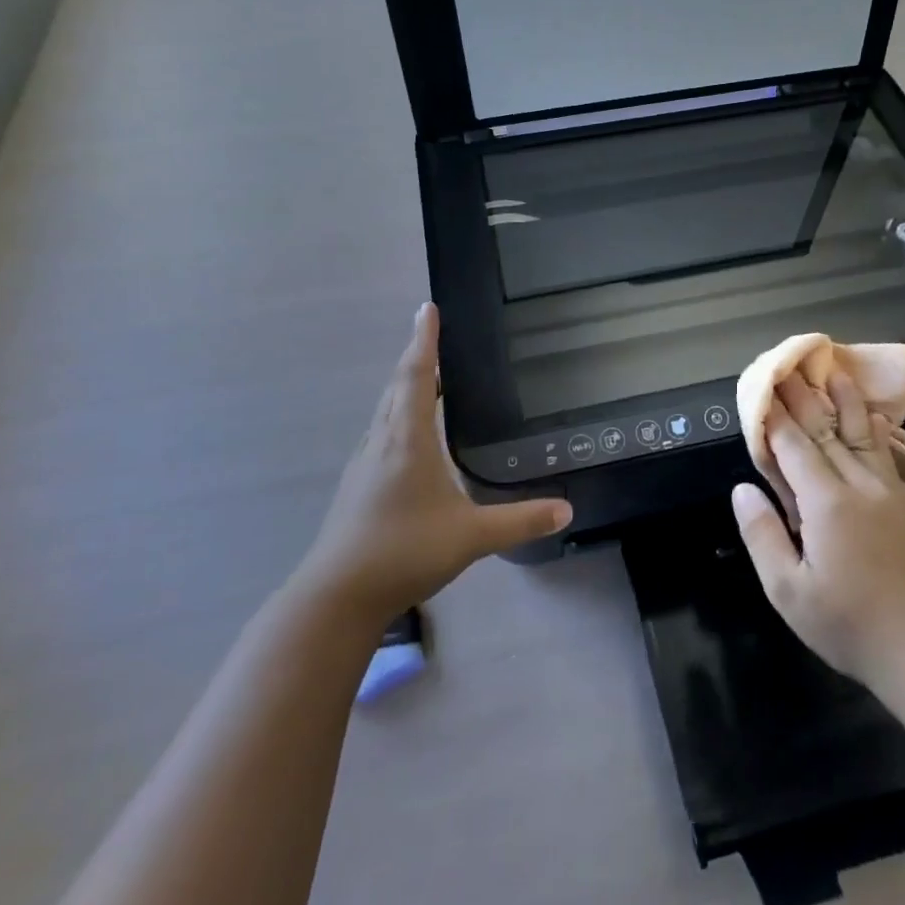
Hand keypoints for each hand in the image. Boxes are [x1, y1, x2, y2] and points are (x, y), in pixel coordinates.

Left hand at [300, 304, 570, 626]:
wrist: (337, 595)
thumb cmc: (403, 551)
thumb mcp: (471, 536)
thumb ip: (520, 521)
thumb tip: (567, 509)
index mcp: (407, 440)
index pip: (416, 376)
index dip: (424, 341)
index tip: (427, 308)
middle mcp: (382, 441)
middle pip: (397, 386)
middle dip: (415, 356)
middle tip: (433, 335)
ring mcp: (365, 463)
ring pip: (385, 410)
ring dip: (404, 386)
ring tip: (426, 377)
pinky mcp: (357, 485)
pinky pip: (381, 432)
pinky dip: (398, 415)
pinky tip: (409, 436)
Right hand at [732, 368, 904, 686]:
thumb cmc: (851, 626)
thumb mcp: (789, 592)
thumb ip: (763, 536)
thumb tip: (742, 489)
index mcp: (826, 502)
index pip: (793, 446)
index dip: (773, 417)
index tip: (760, 388)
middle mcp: (859, 484)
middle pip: (825, 430)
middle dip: (802, 398)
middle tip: (786, 367)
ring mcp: (889, 491)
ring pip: (861, 433)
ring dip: (844, 400)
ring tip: (833, 371)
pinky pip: (884, 453)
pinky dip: (872, 428)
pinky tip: (873, 417)